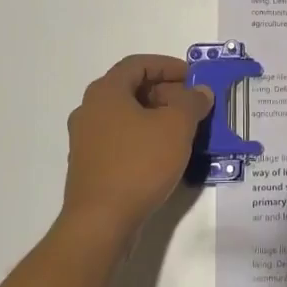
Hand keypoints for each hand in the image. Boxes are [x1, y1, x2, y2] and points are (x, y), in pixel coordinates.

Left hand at [60, 54, 212, 246]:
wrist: (101, 222)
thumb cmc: (139, 164)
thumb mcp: (177, 127)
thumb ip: (192, 102)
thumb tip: (200, 92)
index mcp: (106, 92)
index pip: (138, 64)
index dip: (168, 66)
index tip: (194, 78)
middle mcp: (90, 110)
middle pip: (132, 89)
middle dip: (166, 93)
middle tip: (194, 106)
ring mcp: (86, 140)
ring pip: (127, 116)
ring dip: (157, 117)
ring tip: (185, 131)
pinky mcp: (90, 165)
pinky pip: (121, 140)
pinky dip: (144, 138)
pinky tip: (165, 155)